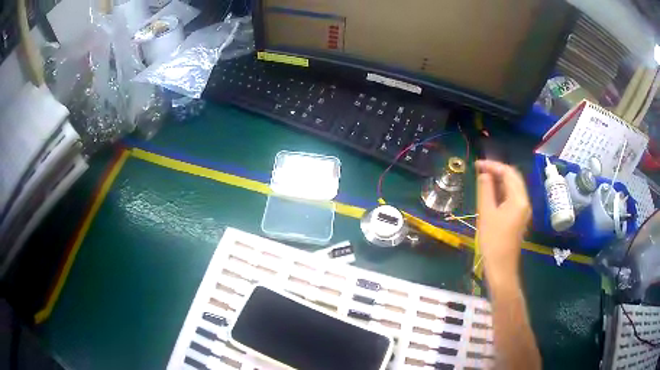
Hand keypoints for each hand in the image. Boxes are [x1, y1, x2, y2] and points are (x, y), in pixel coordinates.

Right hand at [475, 160, 530, 283]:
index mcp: (519, 199)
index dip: (493, 165)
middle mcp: (524, 201)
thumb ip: (485, 190)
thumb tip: (484, 174)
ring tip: (483, 178)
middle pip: (513, 178)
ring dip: (499, 180)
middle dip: (497, 170)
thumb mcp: (486, 213)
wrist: (501, 267)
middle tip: (480, 170)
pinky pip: (512, 197)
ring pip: (513, 187)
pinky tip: (491, 193)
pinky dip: (502, 191)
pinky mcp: (519, 217)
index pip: (508, 172)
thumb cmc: (493, 241)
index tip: (477, 164)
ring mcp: (523, 210)